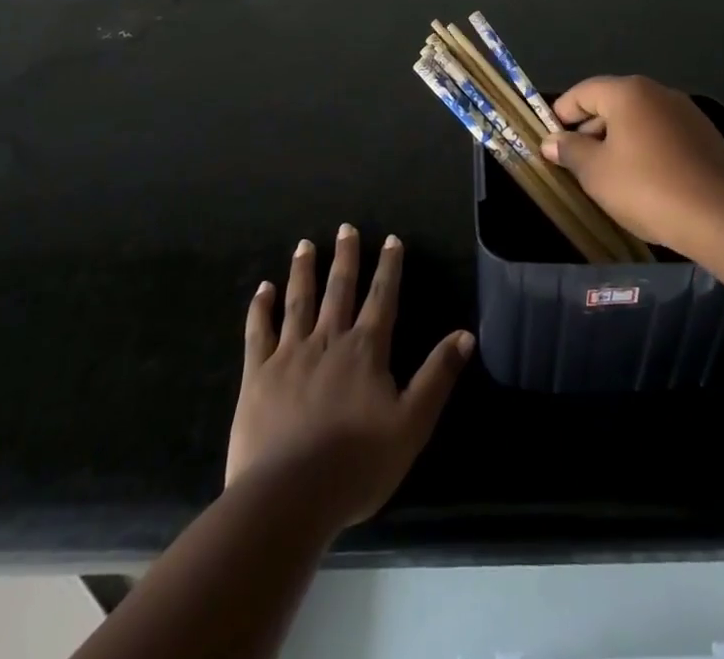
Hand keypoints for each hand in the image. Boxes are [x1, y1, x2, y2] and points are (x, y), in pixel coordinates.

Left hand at [226, 225, 473, 531]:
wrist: (289, 496)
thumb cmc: (358, 463)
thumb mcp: (412, 423)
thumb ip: (438, 375)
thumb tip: (466, 334)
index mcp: (366, 349)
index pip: (382, 297)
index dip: (388, 267)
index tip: (390, 239)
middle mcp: (328, 340)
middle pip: (339, 289)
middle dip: (345, 257)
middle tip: (345, 228)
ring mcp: (289, 354)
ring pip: (299, 301)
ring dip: (303, 271)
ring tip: (305, 245)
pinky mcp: (257, 375)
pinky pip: (258, 332)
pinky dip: (260, 308)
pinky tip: (262, 289)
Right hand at [544, 75, 723, 258]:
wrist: (723, 217)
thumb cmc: (648, 188)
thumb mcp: (596, 173)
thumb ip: (570, 152)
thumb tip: (551, 141)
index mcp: (628, 92)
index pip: (583, 92)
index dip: (561, 114)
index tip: (549, 140)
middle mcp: (659, 93)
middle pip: (612, 103)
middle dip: (589, 130)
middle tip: (574, 163)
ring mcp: (686, 114)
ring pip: (639, 121)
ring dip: (617, 142)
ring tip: (606, 176)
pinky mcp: (705, 137)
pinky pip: (662, 136)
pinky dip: (644, 150)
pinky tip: (642, 182)